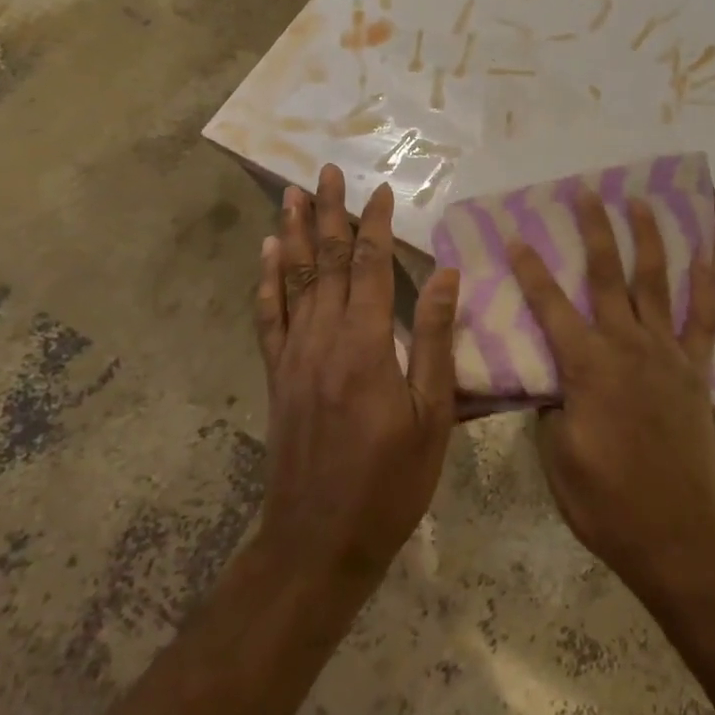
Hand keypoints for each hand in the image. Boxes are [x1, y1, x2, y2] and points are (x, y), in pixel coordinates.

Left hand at [254, 165, 459, 585]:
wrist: (318, 543)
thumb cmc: (390, 480)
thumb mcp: (432, 414)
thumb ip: (436, 339)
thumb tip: (447, 274)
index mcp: (366, 344)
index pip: (372, 267)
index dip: (377, 225)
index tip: (382, 190)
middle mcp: (324, 338)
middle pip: (328, 261)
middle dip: (330, 213)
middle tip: (326, 171)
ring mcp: (295, 356)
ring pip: (295, 280)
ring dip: (295, 234)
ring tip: (292, 195)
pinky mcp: (278, 376)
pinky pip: (269, 317)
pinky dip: (268, 281)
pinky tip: (267, 255)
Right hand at [507, 192, 714, 596]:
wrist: (679, 534)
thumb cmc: (608, 503)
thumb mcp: (558, 459)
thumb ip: (552, 409)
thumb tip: (555, 381)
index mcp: (586, 366)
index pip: (550, 306)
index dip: (531, 270)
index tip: (517, 236)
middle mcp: (626, 345)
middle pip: (606, 275)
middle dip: (594, 230)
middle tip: (587, 191)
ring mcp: (665, 353)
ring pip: (654, 282)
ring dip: (646, 238)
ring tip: (640, 203)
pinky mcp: (694, 370)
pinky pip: (702, 319)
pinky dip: (706, 285)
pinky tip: (707, 256)